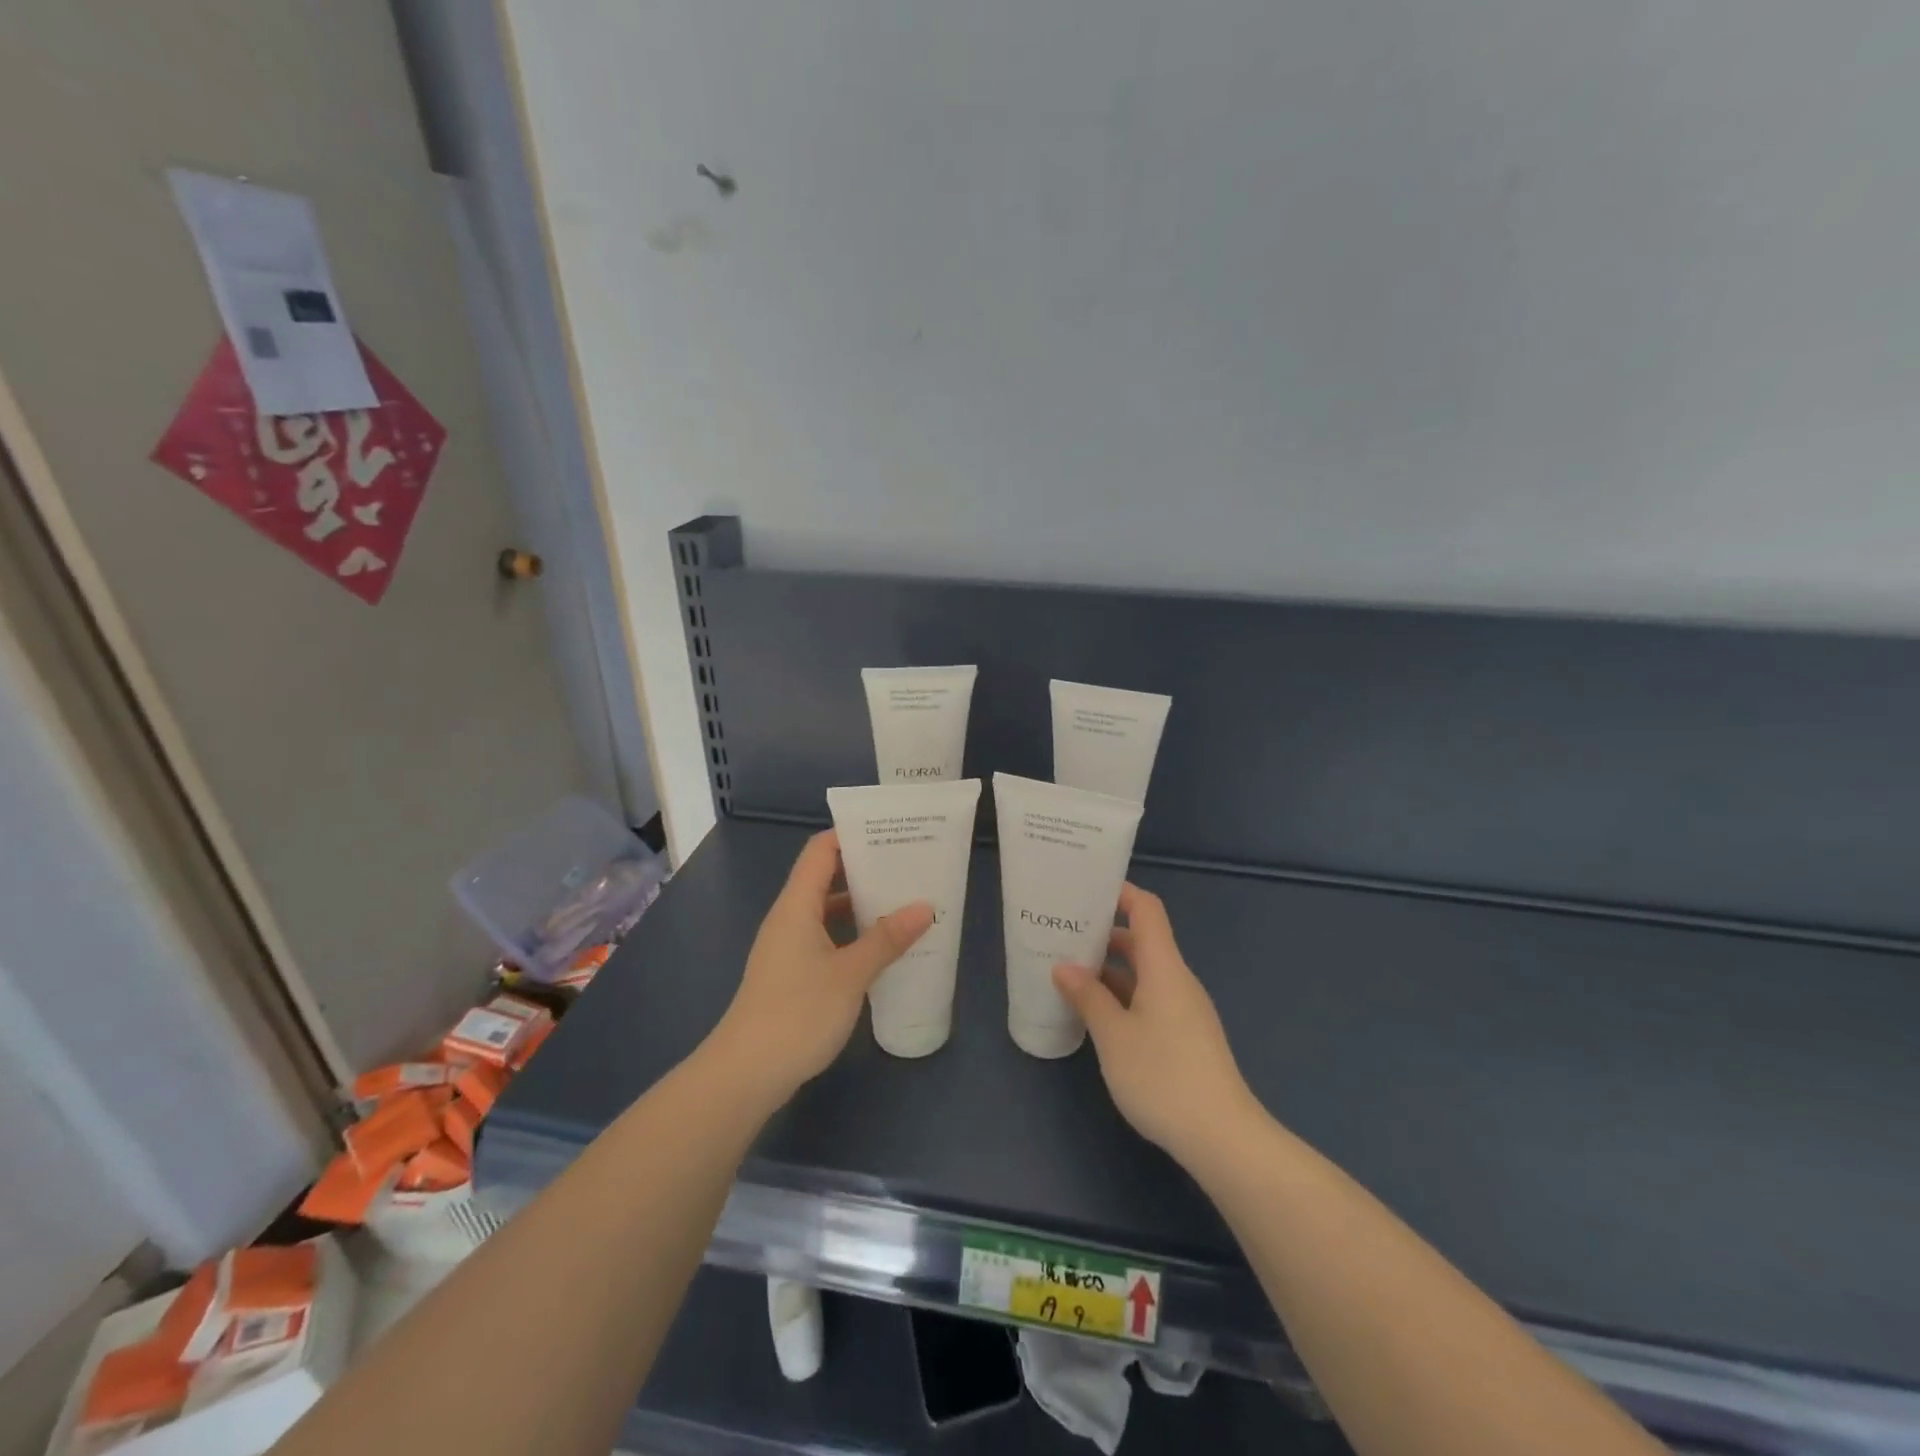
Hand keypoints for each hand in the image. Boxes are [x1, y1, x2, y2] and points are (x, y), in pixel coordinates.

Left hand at [710, 830, 933, 1106]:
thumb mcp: (850, 974)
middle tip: (910, 864)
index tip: (891, 832)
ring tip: (905, 901)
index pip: (821, 851)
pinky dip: (853, 934)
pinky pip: (827, 938)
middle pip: (826, 877)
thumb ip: (887, 939)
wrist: (746, 1074)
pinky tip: (882, 947)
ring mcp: (789, 947)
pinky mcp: (793, 974)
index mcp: (797, 906)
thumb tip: (924, 907)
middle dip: (866, 868)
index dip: (852, 835)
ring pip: (828, 910)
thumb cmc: (797, 1013)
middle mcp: (790, 918)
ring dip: (862, 904)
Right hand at [1053, 883, 1261, 1167]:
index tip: (1085, 890)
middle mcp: (1178, 980)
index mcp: (1164, 968)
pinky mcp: (1186, 1036)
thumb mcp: (1113, 1036)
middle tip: (1064, 936)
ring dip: (1110, 970)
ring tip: (1070, 974)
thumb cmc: (1163, 1076)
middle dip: (1104, 935)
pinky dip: (1123, 995)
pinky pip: (1150, 998)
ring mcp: (1185, 1009)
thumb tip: (1064, 967)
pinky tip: (1097, 1014)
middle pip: (1142, 941)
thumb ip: (1088, 997)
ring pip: (1145, 973)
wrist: (1222, 1137)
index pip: (1146, 910)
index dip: (1120, 893)